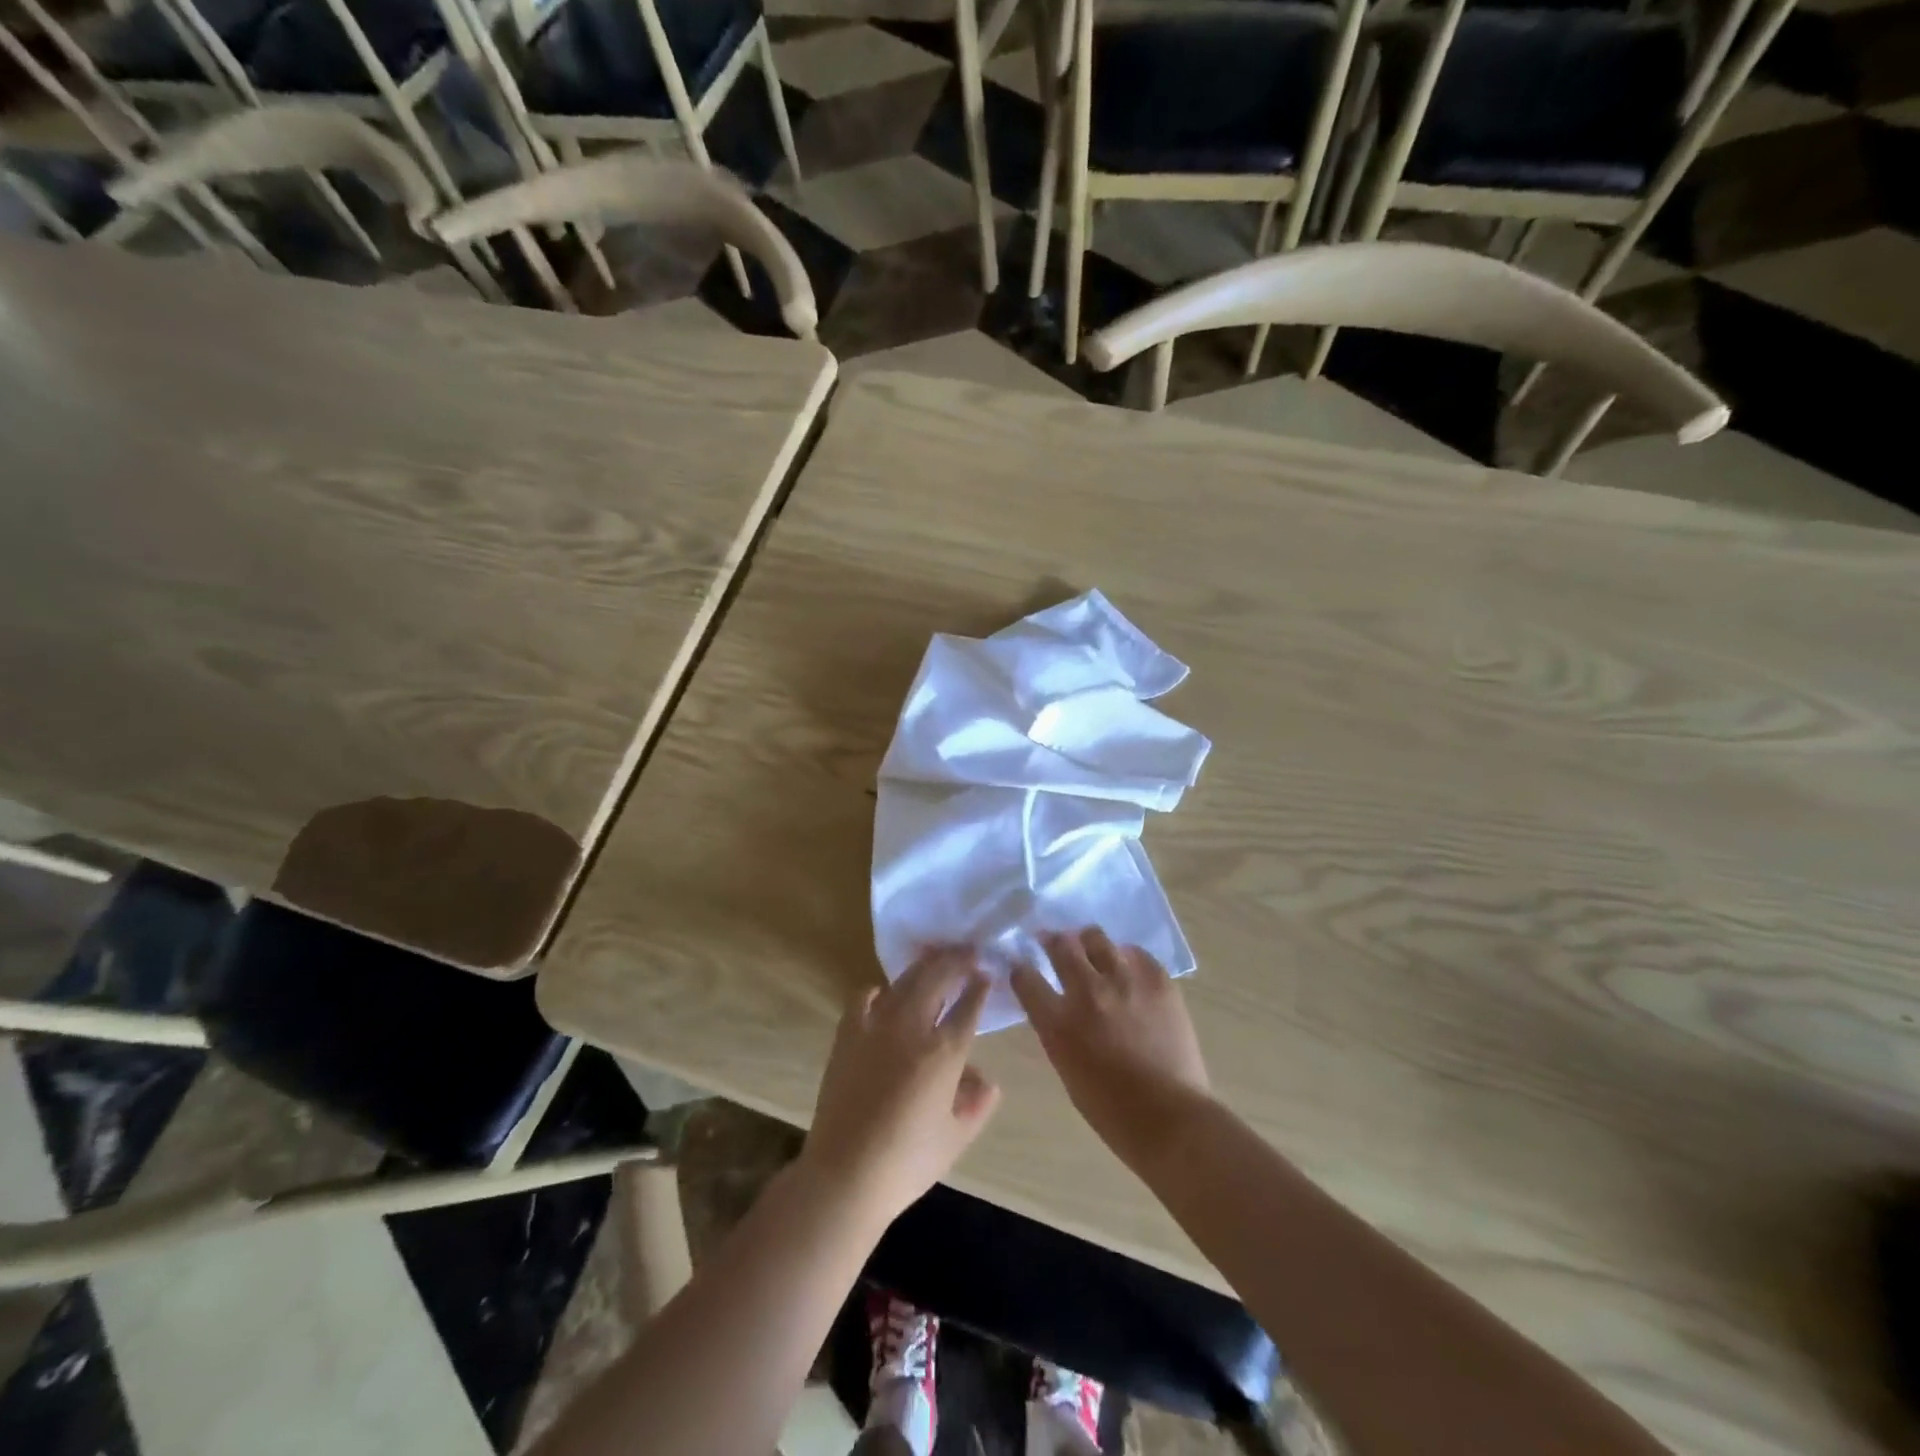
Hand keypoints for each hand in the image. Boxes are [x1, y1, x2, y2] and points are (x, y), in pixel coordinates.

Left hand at [801, 947, 1000, 1229]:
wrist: (845, 1174)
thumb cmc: (907, 1162)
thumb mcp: (956, 1138)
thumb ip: (977, 1104)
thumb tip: (987, 1081)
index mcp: (944, 1052)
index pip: (968, 1007)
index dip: (979, 987)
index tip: (986, 973)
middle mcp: (912, 1028)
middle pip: (937, 978)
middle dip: (955, 960)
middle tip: (967, 951)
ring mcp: (876, 1027)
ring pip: (904, 982)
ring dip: (923, 968)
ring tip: (934, 961)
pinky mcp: (847, 1035)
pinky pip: (863, 1000)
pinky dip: (877, 992)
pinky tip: (882, 993)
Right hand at [1012, 927, 1212, 1170]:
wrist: (1171, 1119)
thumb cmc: (1111, 1110)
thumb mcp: (1066, 1068)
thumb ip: (1057, 1030)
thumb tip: (1056, 1007)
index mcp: (1058, 1022)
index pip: (1025, 977)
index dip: (1020, 967)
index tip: (1021, 965)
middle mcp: (1087, 992)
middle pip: (1060, 946)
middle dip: (1052, 941)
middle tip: (1053, 942)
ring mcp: (1124, 981)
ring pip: (1096, 938)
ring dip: (1087, 942)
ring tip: (1090, 947)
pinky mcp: (1158, 980)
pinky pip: (1136, 953)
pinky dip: (1126, 957)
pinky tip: (1127, 966)